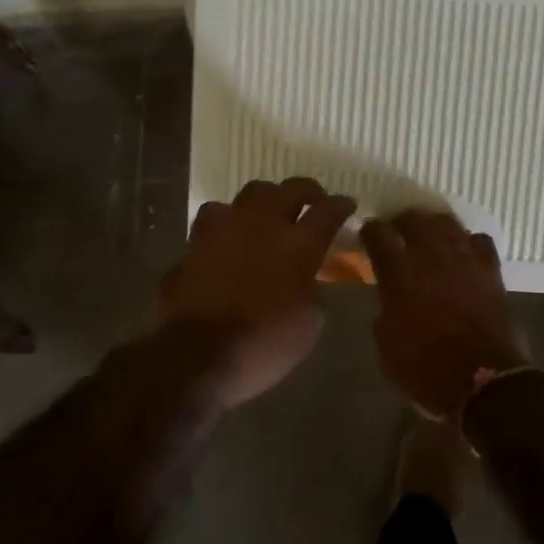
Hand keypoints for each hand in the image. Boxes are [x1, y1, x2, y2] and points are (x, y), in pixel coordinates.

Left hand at [158, 177, 355, 408]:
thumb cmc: (263, 345)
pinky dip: (226, 221)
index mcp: (298, 245)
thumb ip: (312, 291)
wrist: (197, 354)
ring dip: (265, 199)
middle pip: (290, 189)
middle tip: (313, 199)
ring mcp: (226, 228)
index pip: (327, 211)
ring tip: (268, 211)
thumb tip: (306, 279)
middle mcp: (263, 224)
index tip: (347, 204)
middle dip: (306, 190)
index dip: (340, 205)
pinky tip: (228, 234)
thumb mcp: (308, 325)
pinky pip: (214, 217)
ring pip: (250, 193)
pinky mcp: (196, 241)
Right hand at [362, 211, 529, 419]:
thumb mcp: (388, 347)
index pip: (377, 234)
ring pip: (447, 223)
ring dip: (434, 224)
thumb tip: (389, 298)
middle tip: (397, 229)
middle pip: (413, 219)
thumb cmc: (427, 371)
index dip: (369, 230)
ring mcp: (464, 260)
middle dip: (401, 220)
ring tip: (429, 233)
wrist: (485, 384)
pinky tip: (464, 251)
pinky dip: (469, 242)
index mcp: (399, 274)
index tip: (367, 234)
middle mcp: (430, 256)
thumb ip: (384, 311)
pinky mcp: (490, 271)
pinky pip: (480, 240)